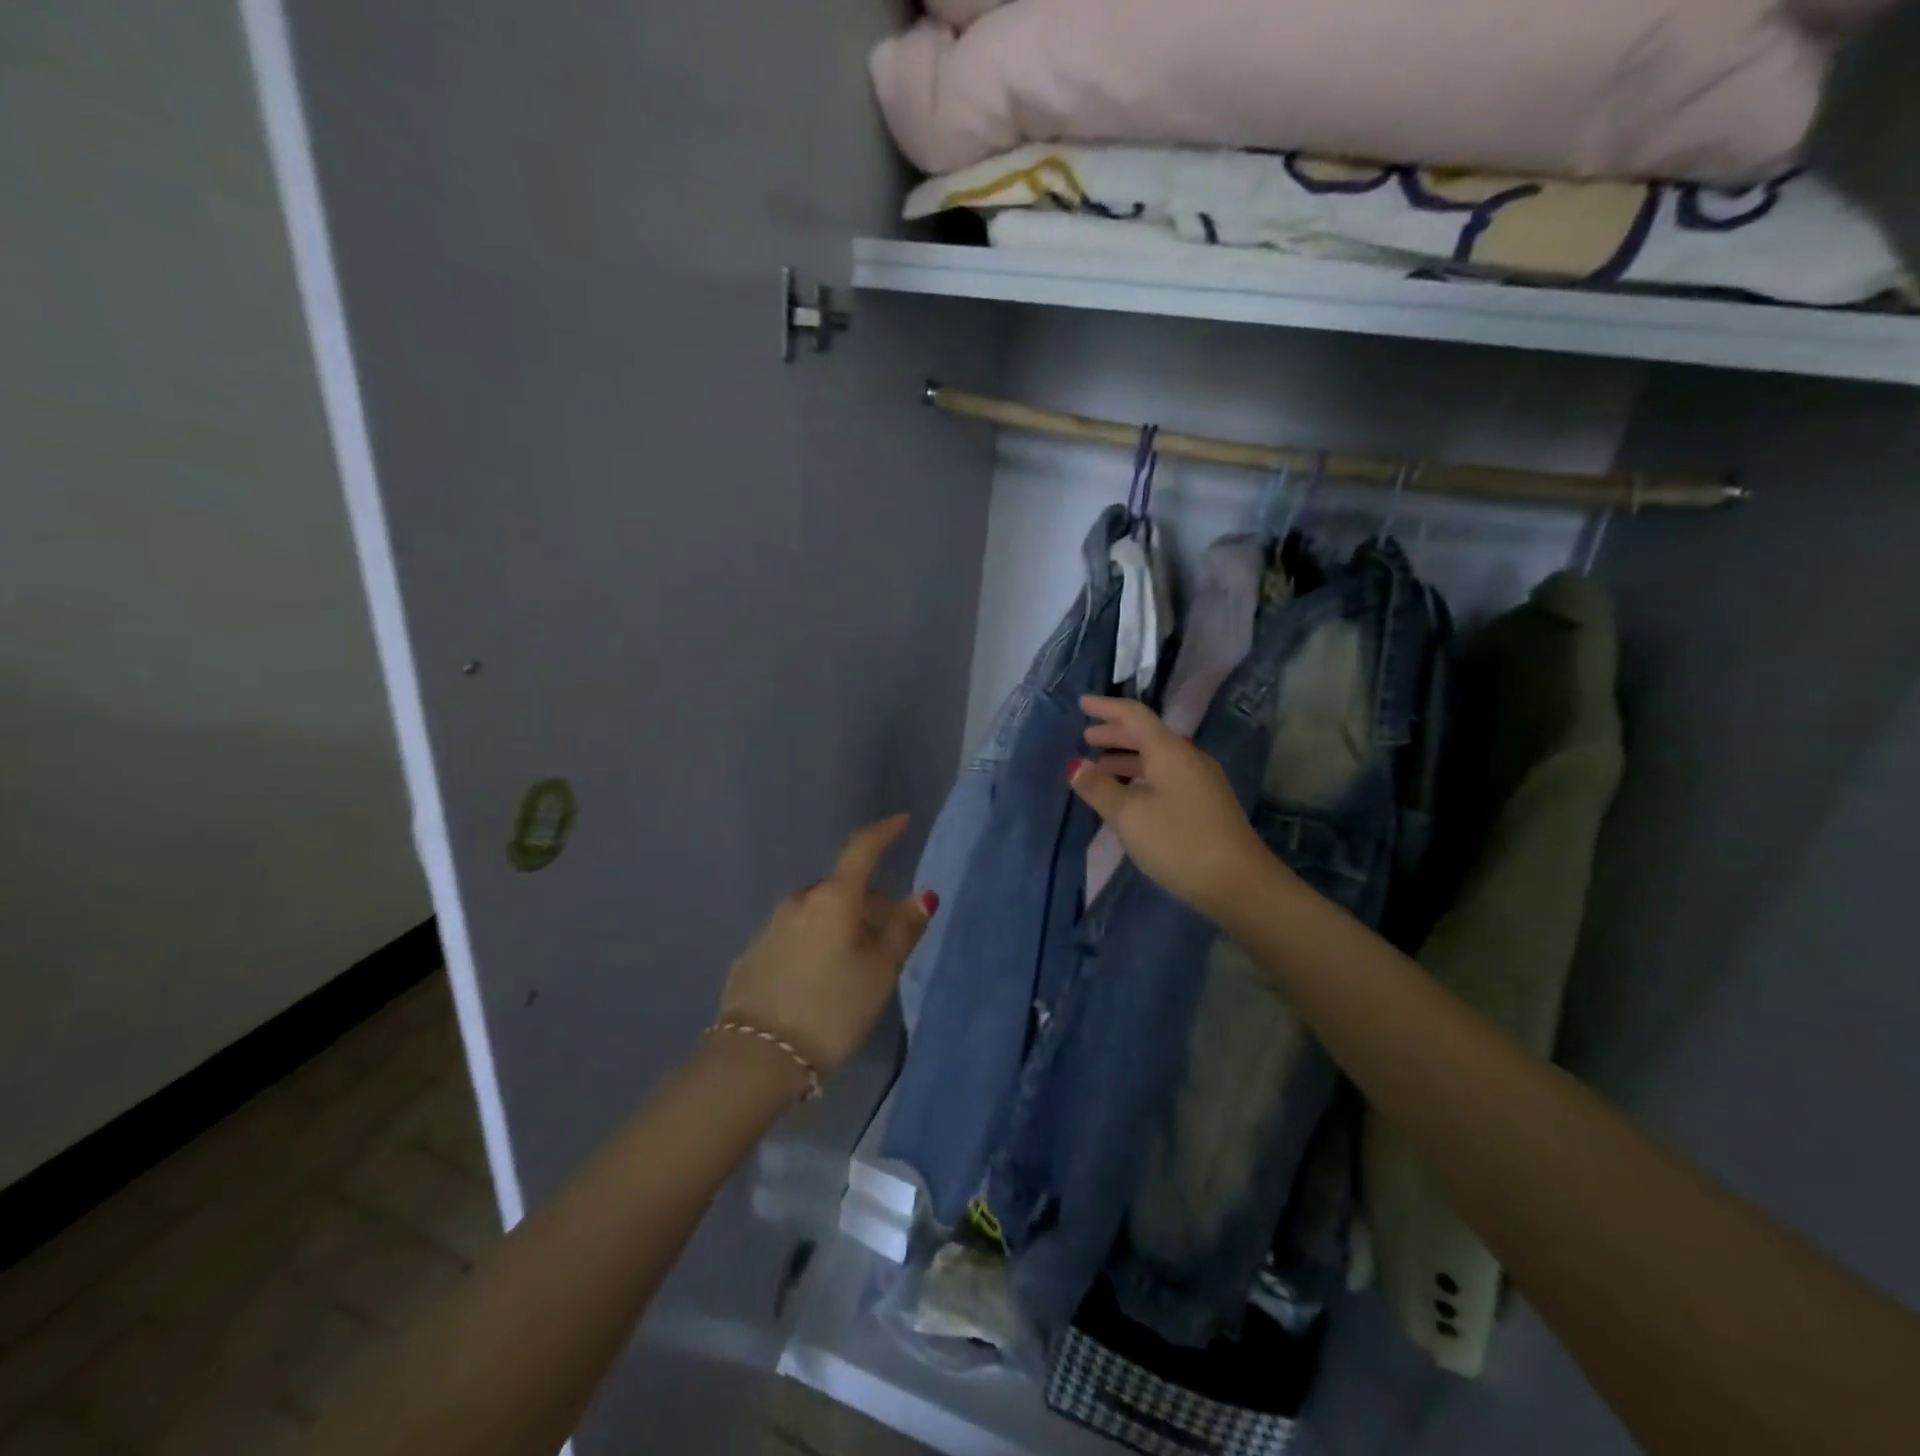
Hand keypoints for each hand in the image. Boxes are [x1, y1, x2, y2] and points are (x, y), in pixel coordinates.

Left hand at [717, 815, 936, 1077]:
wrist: (755, 1057)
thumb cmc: (832, 1009)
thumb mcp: (880, 973)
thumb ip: (903, 930)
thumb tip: (923, 895)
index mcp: (833, 898)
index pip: (862, 850)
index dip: (884, 833)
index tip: (901, 821)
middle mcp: (799, 902)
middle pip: (843, 889)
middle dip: (869, 904)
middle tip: (890, 939)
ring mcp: (771, 926)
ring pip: (818, 913)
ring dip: (842, 925)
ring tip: (856, 966)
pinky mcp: (753, 954)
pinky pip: (796, 935)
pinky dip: (815, 943)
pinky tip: (820, 980)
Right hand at [1069, 695, 1273, 923]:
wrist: (1239, 883)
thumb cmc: (1178, 842)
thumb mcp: (1129, 815)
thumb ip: (1099, 788)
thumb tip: (1075, 765)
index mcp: (1169, 751)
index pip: (1134, 716)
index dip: (1106, 707)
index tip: (1082, 703)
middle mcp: (1187, 758)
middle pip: (1147, 735)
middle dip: (1114, 735)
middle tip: (1086, 738)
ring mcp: (1201, 782)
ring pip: (1157, 759)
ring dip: (1127, 759)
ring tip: (1099, 770)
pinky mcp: (1206, 804)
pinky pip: (1166, 777)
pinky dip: (1141, 777)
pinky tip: (1129, 797)